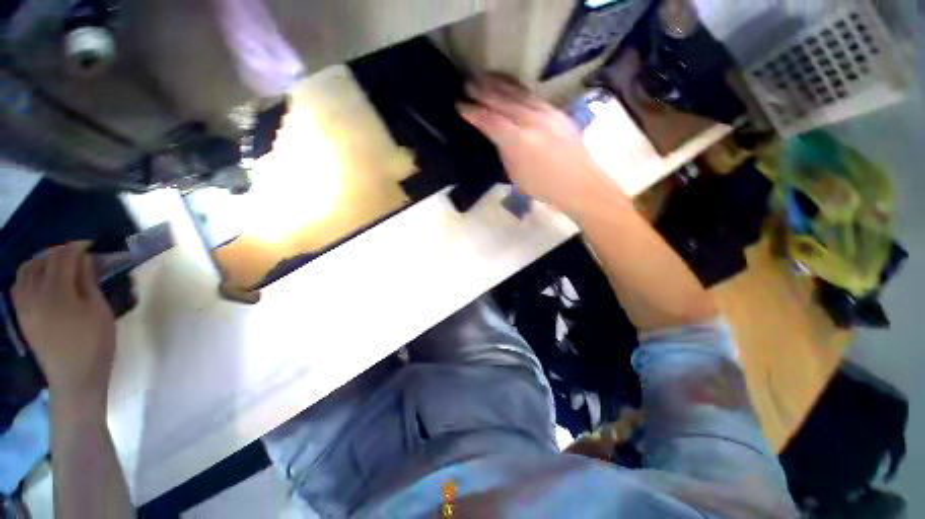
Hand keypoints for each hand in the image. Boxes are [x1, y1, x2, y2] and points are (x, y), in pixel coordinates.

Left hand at [12, 242, 115, 411]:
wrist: (74, 378)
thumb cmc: (94, 343)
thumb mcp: (99, 311)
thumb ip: (88, 283)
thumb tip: (84, 260)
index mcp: (56, 292)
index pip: (62, 258)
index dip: (76, 247)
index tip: (90, 245)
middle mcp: (34, 294)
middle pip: (41, 261)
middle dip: (58, 252)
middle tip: (76, 253)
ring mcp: (24, 305)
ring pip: (25, 271)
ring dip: (40, 261)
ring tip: (56, 263)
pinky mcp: (22, 315)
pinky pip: (18, 286)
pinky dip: (28, 275)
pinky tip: (40, 279)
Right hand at [458, 75, 627, 215]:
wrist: (579, 183)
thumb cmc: (543, 187)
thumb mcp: (516, 175)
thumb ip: (505, 152)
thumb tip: (498, 137)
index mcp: (518, 141)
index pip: (490, 120)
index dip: (473, 112)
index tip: (460, 105)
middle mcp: (531, 121)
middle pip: (502, 100)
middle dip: (482, 90)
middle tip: (466, 83)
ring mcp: (546, 113)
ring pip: (518, 92)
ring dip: (498, 83)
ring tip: (483, 76)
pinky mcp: (556, 111)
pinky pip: (531, 95)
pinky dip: (516, 88)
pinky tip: (509, 85)